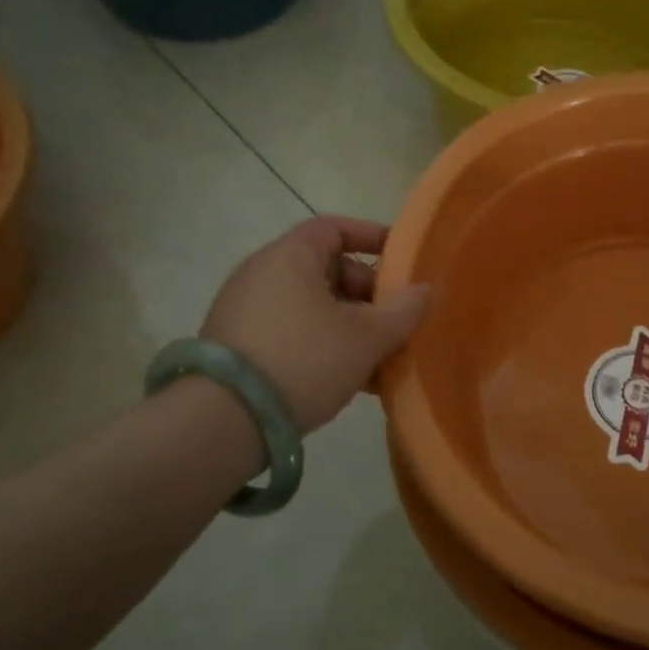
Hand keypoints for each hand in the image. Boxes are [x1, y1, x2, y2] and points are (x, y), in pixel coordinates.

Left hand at [200, 217, 431, 433]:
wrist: (224, 421)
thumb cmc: (304, 361)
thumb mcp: (367, 338)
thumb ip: (403, 311)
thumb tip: (424, 290)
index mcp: (290, 256)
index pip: (335, 228)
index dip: (372, 237)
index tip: (403, 259)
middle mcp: (262, 273)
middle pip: (327, 269)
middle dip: (368, 294)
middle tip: (396, 321)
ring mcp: (245, 310)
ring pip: (312, 307)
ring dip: (350, 326)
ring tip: (381, 359)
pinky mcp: (238, 345)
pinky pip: (292, 332)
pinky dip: (323, 344)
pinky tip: (350, 380)